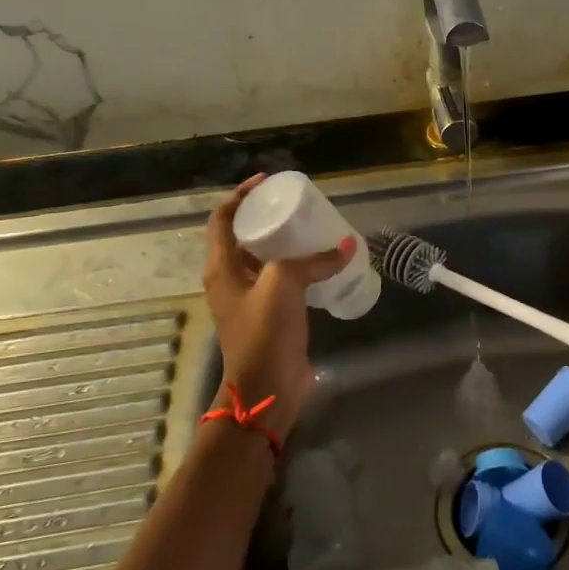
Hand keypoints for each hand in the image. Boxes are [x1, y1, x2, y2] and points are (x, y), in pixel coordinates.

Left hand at [203, 174, 355, 437]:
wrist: (267, 388)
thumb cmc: (264, 332)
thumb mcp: (282, 285)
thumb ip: (312, 261)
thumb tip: (346, 246)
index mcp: (221, 267)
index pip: (222, 218)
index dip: (241, 195)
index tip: (267, 181)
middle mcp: (231, 279)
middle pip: (244, 236)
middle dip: (267, 216)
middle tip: (296, 204)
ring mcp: (251, 298)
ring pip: (266, 258)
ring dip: (286, 241)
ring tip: (313, 227)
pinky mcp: (273, 314)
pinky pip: (284, 280)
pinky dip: (301, 266)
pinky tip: (323, 262)